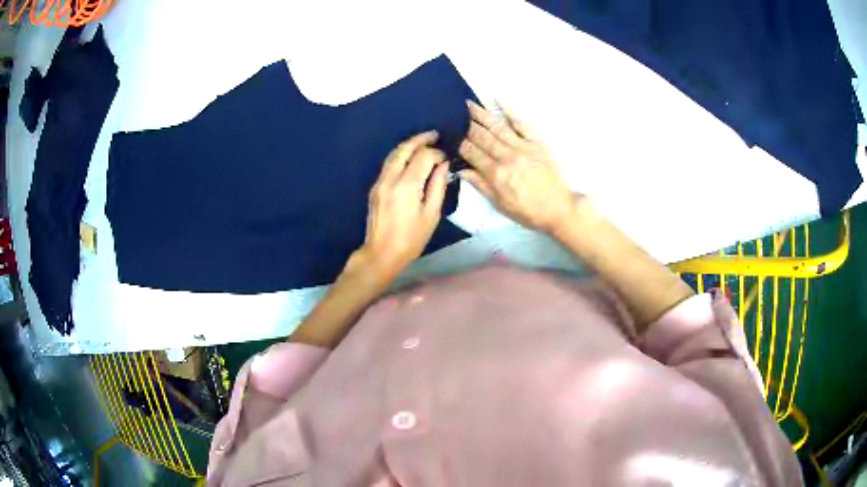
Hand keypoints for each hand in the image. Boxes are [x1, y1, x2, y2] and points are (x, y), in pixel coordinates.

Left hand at [353, 130, 449, 280]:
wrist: (381, 253)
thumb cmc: (411, 239)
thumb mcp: (431, 214)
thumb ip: (438, 186)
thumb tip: (443, 165)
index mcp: (407, 186)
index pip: (423, 157)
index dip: (436, 154)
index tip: (446, 158)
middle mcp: (390, 179)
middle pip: (404, 149)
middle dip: (420, 139)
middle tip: (434, 135)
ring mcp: (380, 182)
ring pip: (393, 154)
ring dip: (408, 145)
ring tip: (423, 142)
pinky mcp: (375, 188)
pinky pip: (388, 164)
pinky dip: (400, 156)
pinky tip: (410, 158)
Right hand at [459, 101, 579, 233]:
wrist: (558, 208)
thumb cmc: (528, 211)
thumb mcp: (500, 204)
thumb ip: (481, 185)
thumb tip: (460, 170)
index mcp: (496, 173)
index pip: (472, 153)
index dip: (460, 143)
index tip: (450, 134)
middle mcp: (507, 156)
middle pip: (483, 137)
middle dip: (467, 125)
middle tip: (456, 113)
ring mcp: (523, 147)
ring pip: (498, 127)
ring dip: (482, 114)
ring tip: (470, 104)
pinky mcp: (537, 142)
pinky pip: (522, 124)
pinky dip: (510, 113)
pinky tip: (499, 103)